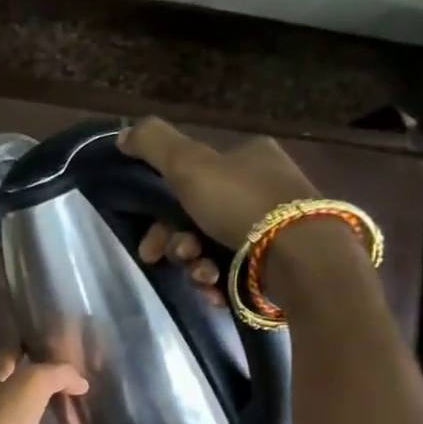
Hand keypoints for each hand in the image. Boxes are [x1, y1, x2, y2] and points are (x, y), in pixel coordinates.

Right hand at [117, 116, 318, 305]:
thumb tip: (123, 134)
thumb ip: (153, 145)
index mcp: (248, 158)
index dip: (162, 210)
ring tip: (204, 276)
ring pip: (211, 249)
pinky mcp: (277, 264)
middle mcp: (262, 189)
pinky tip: (217, 289)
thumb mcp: (190, 164)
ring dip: (196, 266)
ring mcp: (272, 229)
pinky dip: (218, 282)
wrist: (299, 258)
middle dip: (178, 244)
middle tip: (171, 259)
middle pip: (197, 220)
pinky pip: (233, 273)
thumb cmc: (242, 204)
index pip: (192, 180)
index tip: (148, 241)